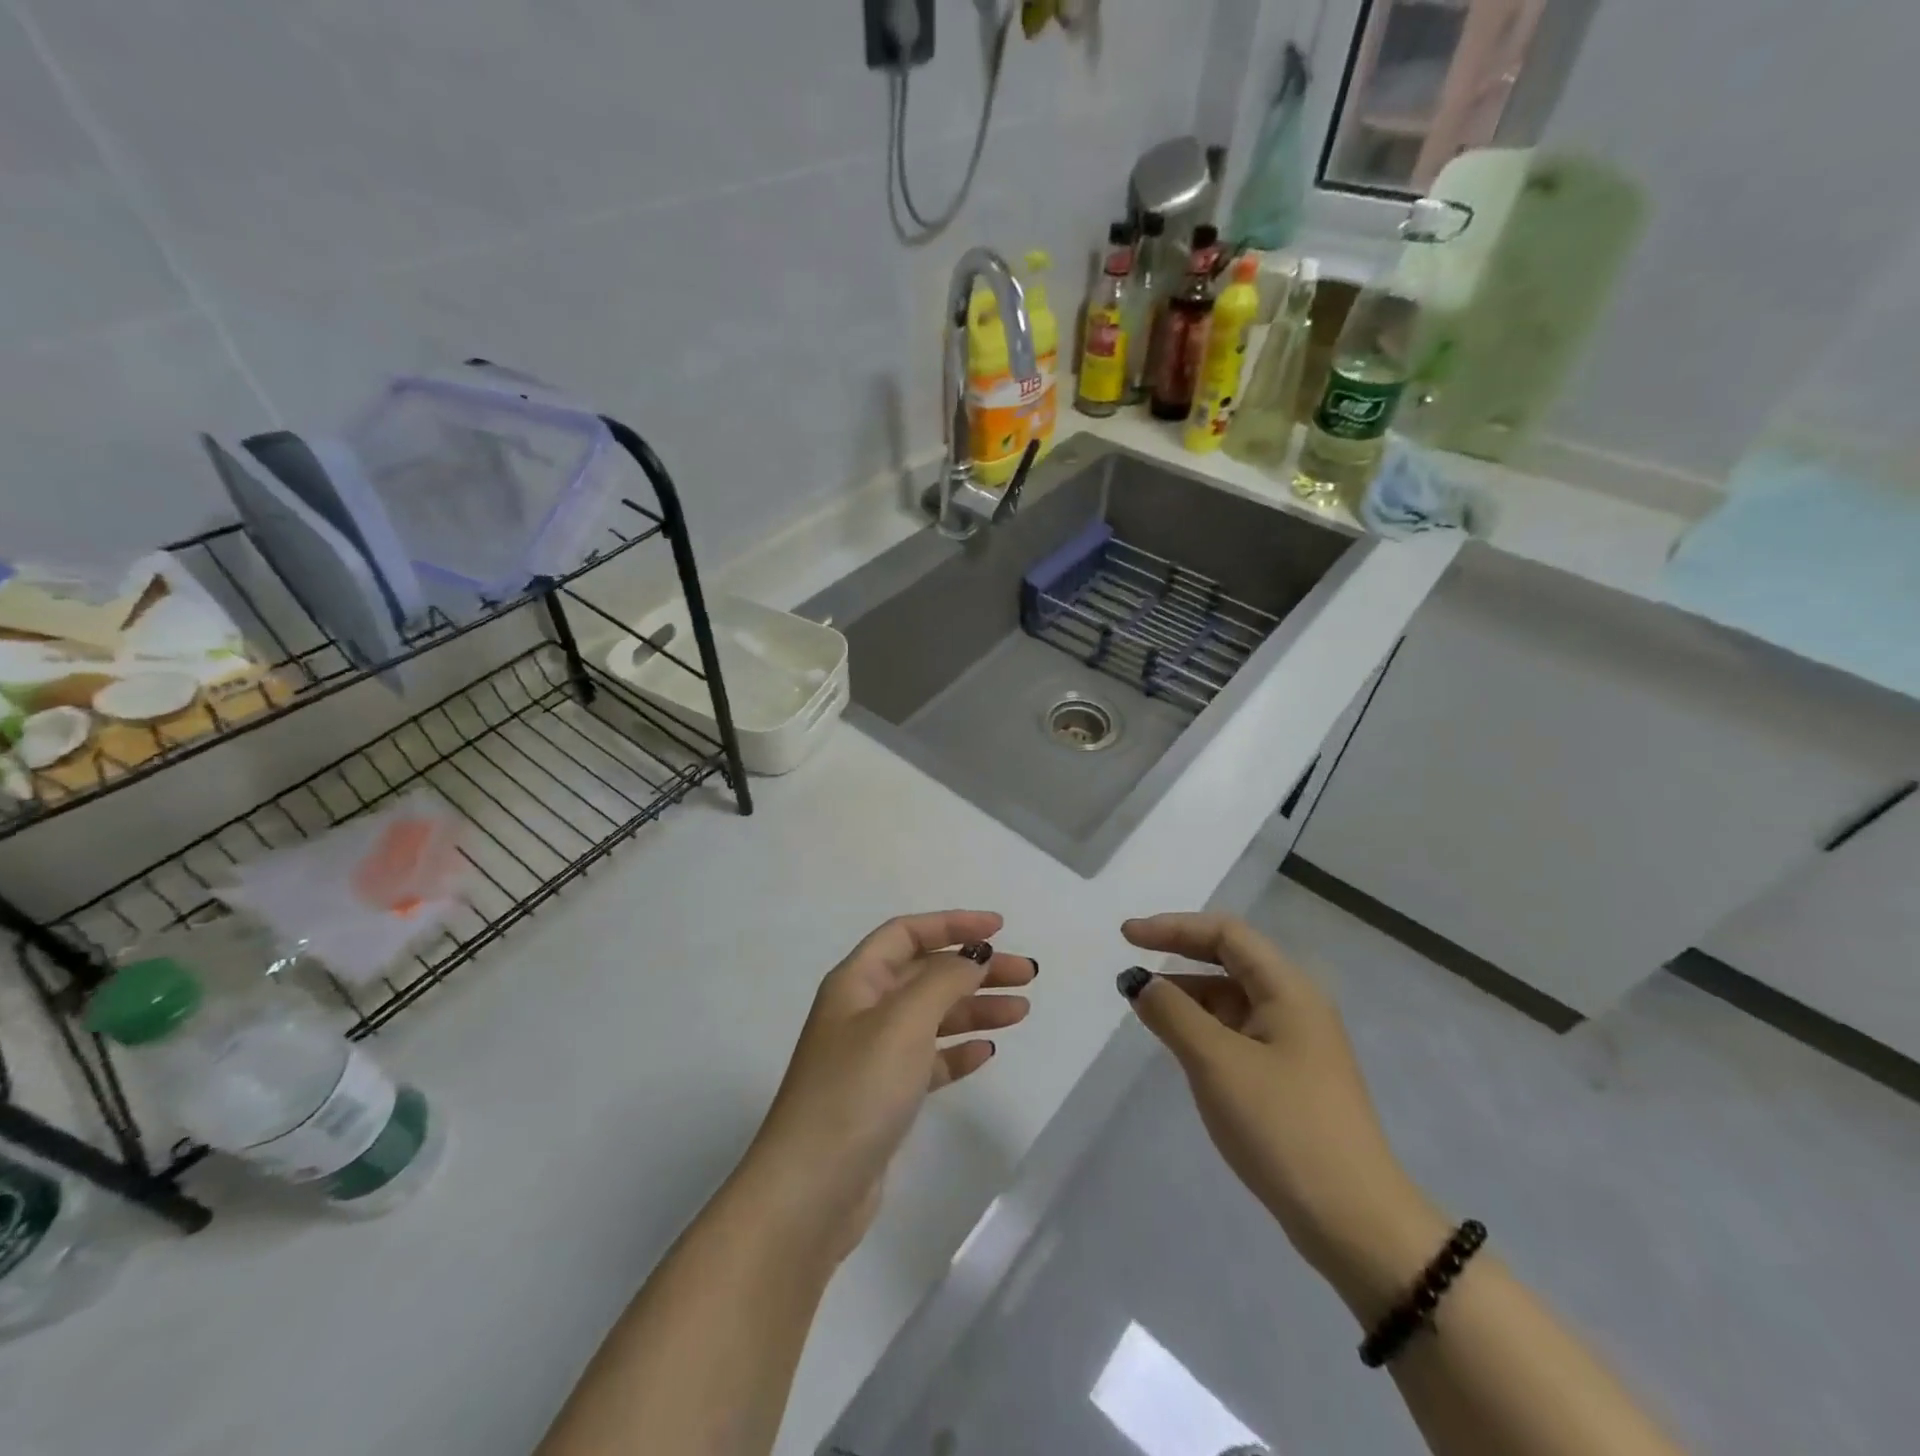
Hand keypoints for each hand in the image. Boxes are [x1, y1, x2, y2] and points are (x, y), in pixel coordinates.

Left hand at [742, 911, 1035, 1258]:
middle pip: (926, 973)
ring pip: (932, 1016)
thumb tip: (974, 956)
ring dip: (975, 1008)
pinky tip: (987, 1053)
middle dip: (975, 969)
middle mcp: (863, 1010)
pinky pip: (929, 1059)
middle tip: (1027, 975)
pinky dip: (958, 1051)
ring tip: (1022, 1012)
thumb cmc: (856, 1090)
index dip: (952, 924)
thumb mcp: (903, 1022)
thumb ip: (943, 980)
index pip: (907, 933)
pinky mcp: (884, 1096)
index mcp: (857, 981)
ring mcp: (873, 1055)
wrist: (811, 1191)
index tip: (1000, 928)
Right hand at [1118, 913, 1446, 1314]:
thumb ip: (1172, 1013)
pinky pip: (1236, 1032)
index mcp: (1288, 989)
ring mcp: (1294, 1044)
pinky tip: (1178, 1044)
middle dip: (1178, 955)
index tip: (1127, 937)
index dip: (1173, 927)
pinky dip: (1202, 1028)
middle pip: (1229, 960)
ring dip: (1187, 995)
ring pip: (1231, 999)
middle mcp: (1295, 1006)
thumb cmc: (1282, 1127)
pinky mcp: (1288, 1078)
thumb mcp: (1217, 1063)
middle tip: (1130, 963)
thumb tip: (1139, 981)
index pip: (1226, 933)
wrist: (1353, 1223)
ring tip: (1144, 1007)